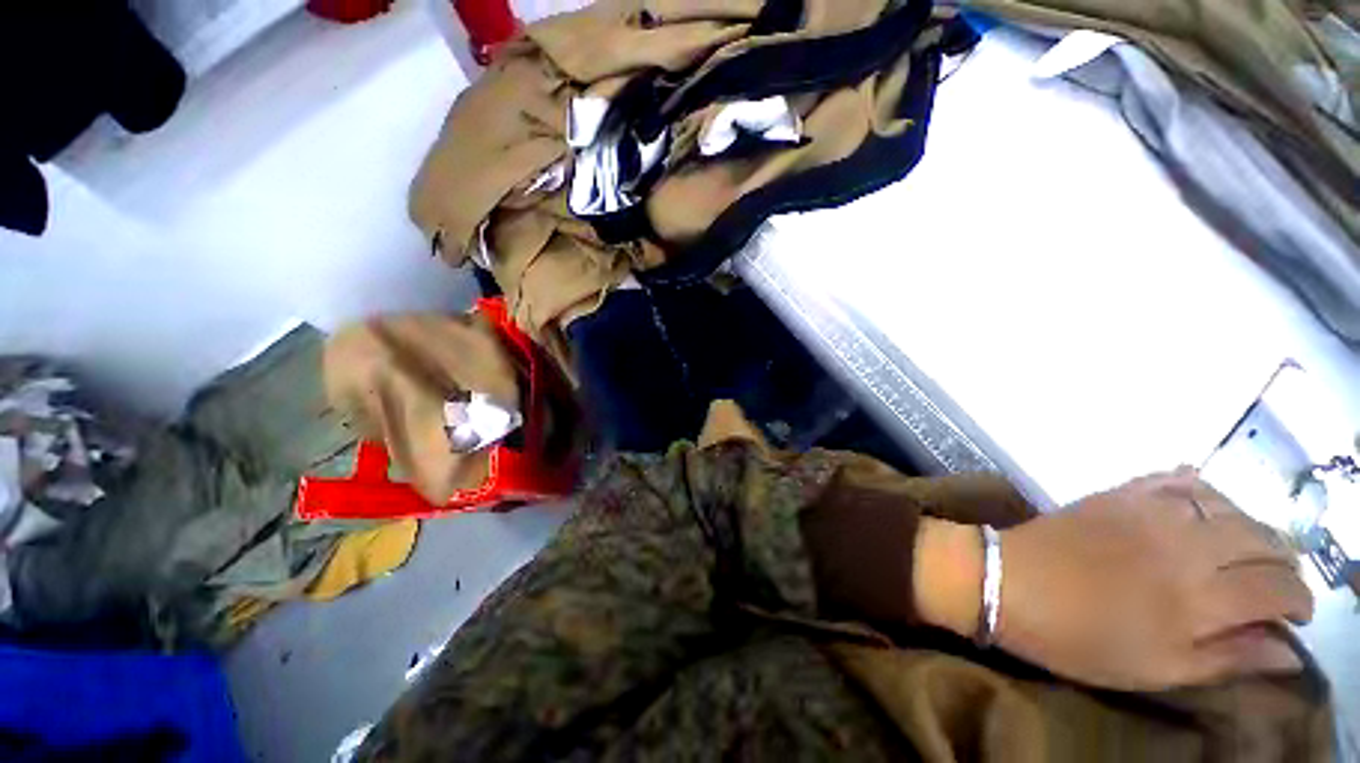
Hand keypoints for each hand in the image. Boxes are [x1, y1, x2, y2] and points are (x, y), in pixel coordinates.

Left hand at [997, 468, 1312, 690]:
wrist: (1006, 582)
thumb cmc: (1078, 639)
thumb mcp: (1157, 669)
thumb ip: (1228, 657)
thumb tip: (1291, 651)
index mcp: (1200, 597)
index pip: (1279, 588)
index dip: (1301, 601)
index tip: (1298, 617)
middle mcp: (1187, 544)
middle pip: (1264, 540)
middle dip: (1284, 563)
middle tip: (1278, 585)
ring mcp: (1151, 511)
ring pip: (1230, 507)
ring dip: (1252, 527)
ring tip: (1248, 551)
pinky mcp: (1120, 493)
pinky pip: (1176, 479)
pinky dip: (1203, 491)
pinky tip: (1206, 508)